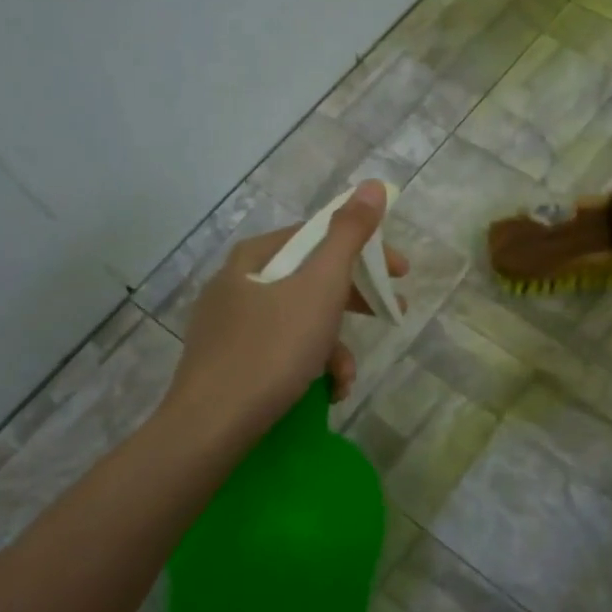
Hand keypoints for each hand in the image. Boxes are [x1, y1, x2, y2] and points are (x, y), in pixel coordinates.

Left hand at [165, 180, 408, 439]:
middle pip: (311, 279)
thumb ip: (350, 235)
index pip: (319, 236)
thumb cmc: (272, 349)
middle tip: (392, 314)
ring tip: (346, 378)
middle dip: (355, 301)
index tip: (400, 272)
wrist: (211, 427)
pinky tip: (325, 391)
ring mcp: (229, 325)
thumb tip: (374, 185)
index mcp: (255, 257)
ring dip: (334, 345)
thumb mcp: (320, 286)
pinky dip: (309, 365)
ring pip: (299, 320)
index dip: (366, 249)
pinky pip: (280, 350)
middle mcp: (237, 283)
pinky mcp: (228, 363)